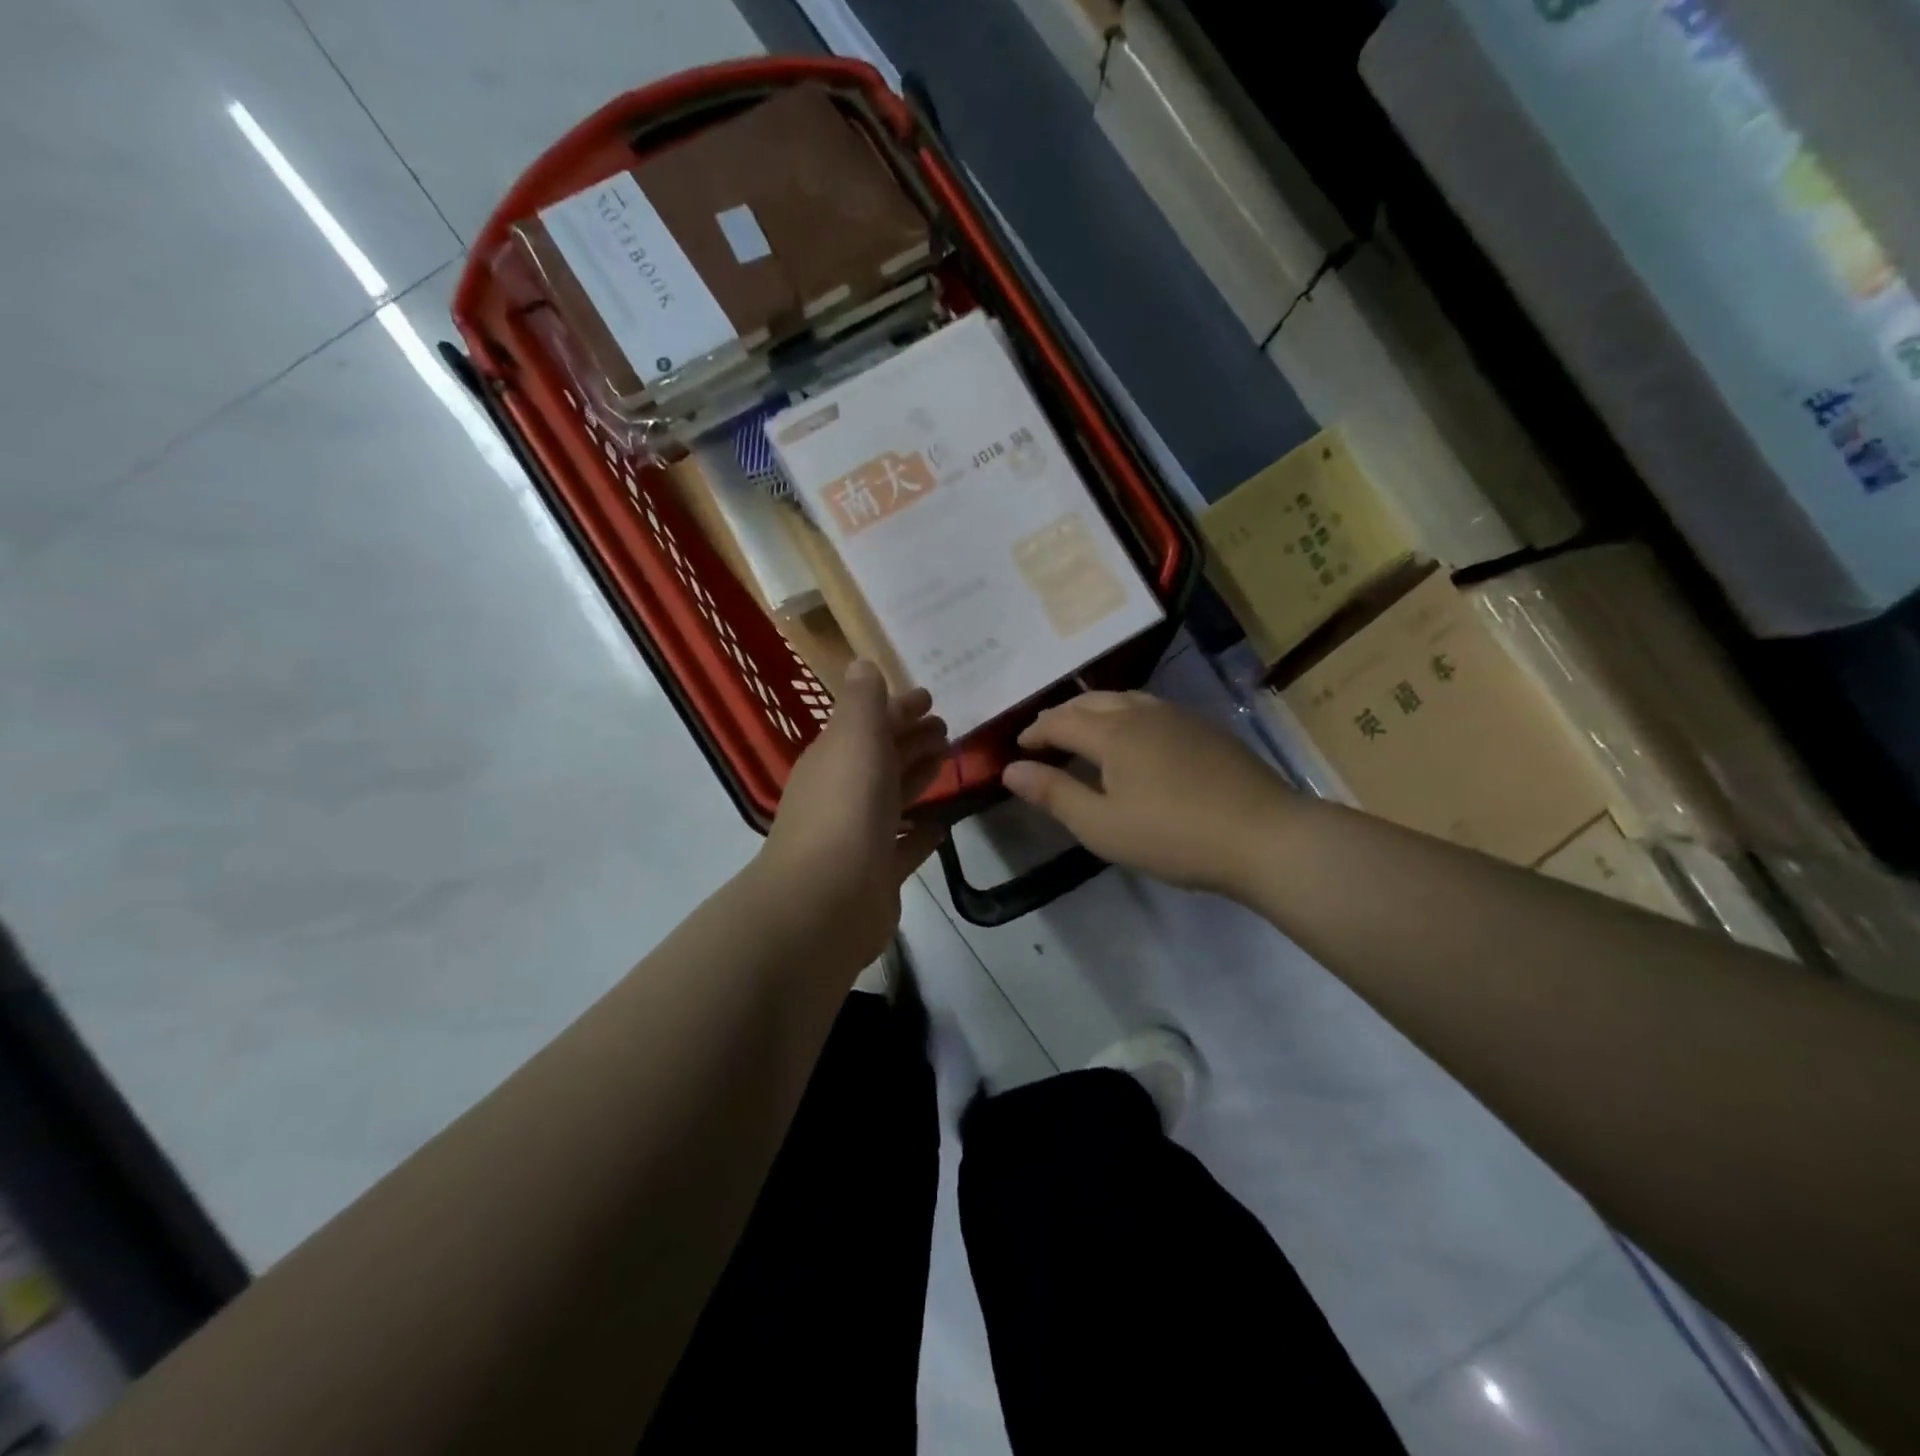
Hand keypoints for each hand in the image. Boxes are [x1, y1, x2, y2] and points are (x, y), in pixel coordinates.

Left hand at [756, 661, 949, 969]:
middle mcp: (842, 793)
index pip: (869, 723)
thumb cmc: (844, 809)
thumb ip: (862, 702)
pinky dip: (920, 831)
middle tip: (947, 729)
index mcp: (834, 758)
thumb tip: (861, 664)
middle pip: (881, 758)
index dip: (898, 708)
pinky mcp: (877, 874)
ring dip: (917, 777)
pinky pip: (904, 845)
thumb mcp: (854, 739)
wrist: (825, 901)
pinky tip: (941, 823)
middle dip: (911, 739)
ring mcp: (858, 836)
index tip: (931, 698)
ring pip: (893, 797)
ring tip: (948, 761)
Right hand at [1001, 691, 1290, 898]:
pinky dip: (1126, 716)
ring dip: (1095, 711)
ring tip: (1085, 731)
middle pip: (1092, 701)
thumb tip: (1010, 769)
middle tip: (1044, 735)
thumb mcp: (1102, 825)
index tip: (1018, 748)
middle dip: (1062, 715)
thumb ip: (1054, 794)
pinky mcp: (1207, 730)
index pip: (1060, 721)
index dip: (1035, 732)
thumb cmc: (1174, 835)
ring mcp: (1180, 718)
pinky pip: (1152, 710)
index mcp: (1113, 732)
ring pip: (1125, 700)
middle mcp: (1144, 712)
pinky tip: (1136, 740)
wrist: (1265, 836)